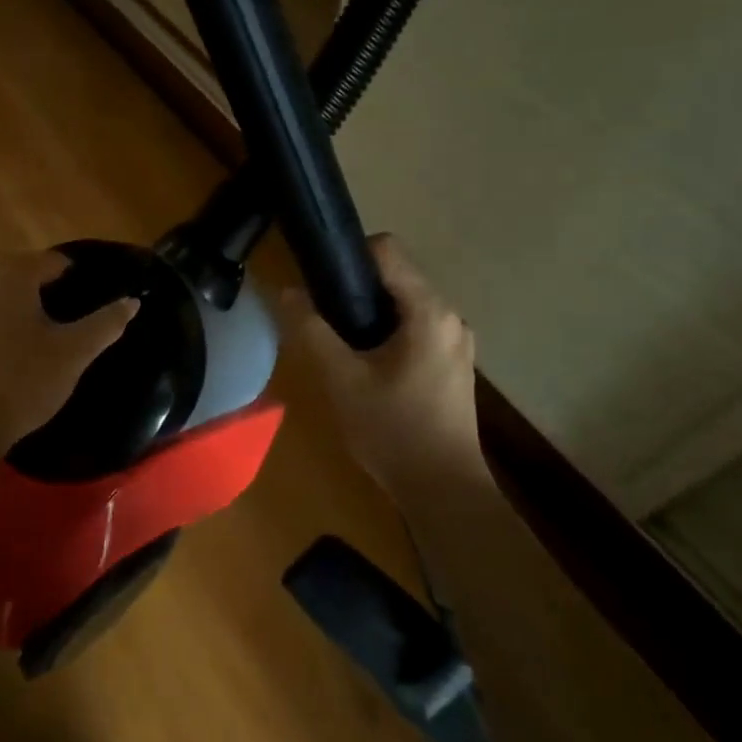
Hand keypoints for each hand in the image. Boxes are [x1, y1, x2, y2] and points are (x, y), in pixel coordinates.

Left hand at [0, 251, 138, 456]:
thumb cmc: (23, 382)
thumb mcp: (74, 353)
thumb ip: (105, 323)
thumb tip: (132, 301)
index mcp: (12, 275)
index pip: (54, 261)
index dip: (77, 278)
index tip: (92, 301)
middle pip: (23, 276)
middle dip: (47, 294)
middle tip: (71, 323)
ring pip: (0, 300)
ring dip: (21, 313)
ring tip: (44, 342)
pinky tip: (10, 362)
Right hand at [280, 235, 487, 494]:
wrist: (444, 492)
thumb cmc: (393, 430)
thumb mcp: (342, 379)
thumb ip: (311, 330)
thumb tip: (285, 292)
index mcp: (428, 311)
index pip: (387, 249)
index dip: (348, 254)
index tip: (319, 279)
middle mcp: (449, 317)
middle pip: (395, 276)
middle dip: (355, 288)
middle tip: (321, 316)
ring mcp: (455, 342)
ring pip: (403, 304)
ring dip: (369, 313)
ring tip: (338, 342)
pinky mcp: (452, 364)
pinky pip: (414, 328)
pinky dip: (387, 332)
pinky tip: (365, 365)